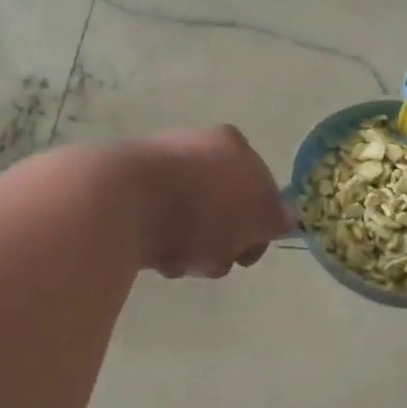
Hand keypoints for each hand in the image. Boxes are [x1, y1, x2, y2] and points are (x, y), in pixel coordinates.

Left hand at [130, 126, 292, 278]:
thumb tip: (286, 216)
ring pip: (188, 221)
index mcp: (232, 144)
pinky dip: (159, 245)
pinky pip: (154, 226)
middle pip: (222, 207)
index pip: (260, 187)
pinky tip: (152, 257)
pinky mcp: (122, 189)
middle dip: (222, 240)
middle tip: (214, 260)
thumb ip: (277, 217)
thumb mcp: (259, 215)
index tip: (246, 253)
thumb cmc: (204, 208)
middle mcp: (196, 146)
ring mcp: (157, 165)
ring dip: (190, 248)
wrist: (120, 201)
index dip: (259, 226)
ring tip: (179, 263)